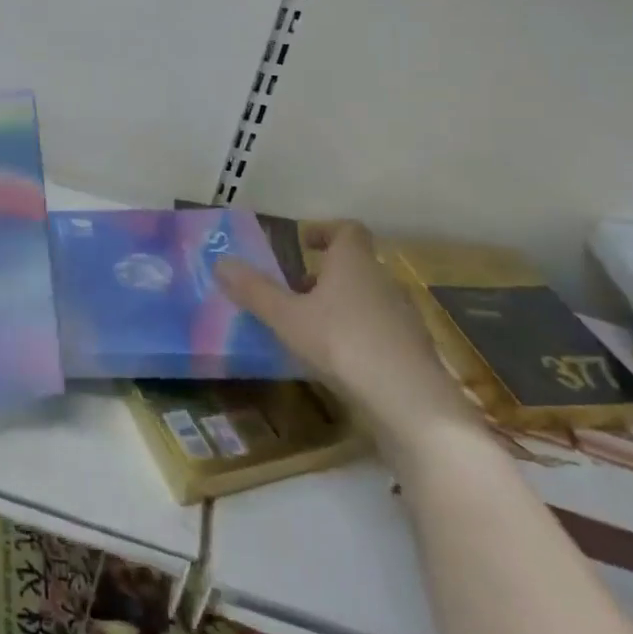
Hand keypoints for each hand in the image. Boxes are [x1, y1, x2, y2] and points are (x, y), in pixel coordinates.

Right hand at [216, 221, 488, 474]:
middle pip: (355, 266)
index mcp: (354, 263)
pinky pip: (378, 329)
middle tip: (293, 290)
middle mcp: (383, 282)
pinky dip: (356, 333)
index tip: (303, 242)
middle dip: (324, 274)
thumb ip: (254, 290)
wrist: (410, 403)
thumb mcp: (286, 317)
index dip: (324, 231)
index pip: (347, 230)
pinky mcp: (411, 351)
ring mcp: (403, 317)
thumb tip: (221, 261)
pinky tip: (336, 359)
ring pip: (366, 298)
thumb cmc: (342, 344)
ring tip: (308, 327)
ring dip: (339, 305)